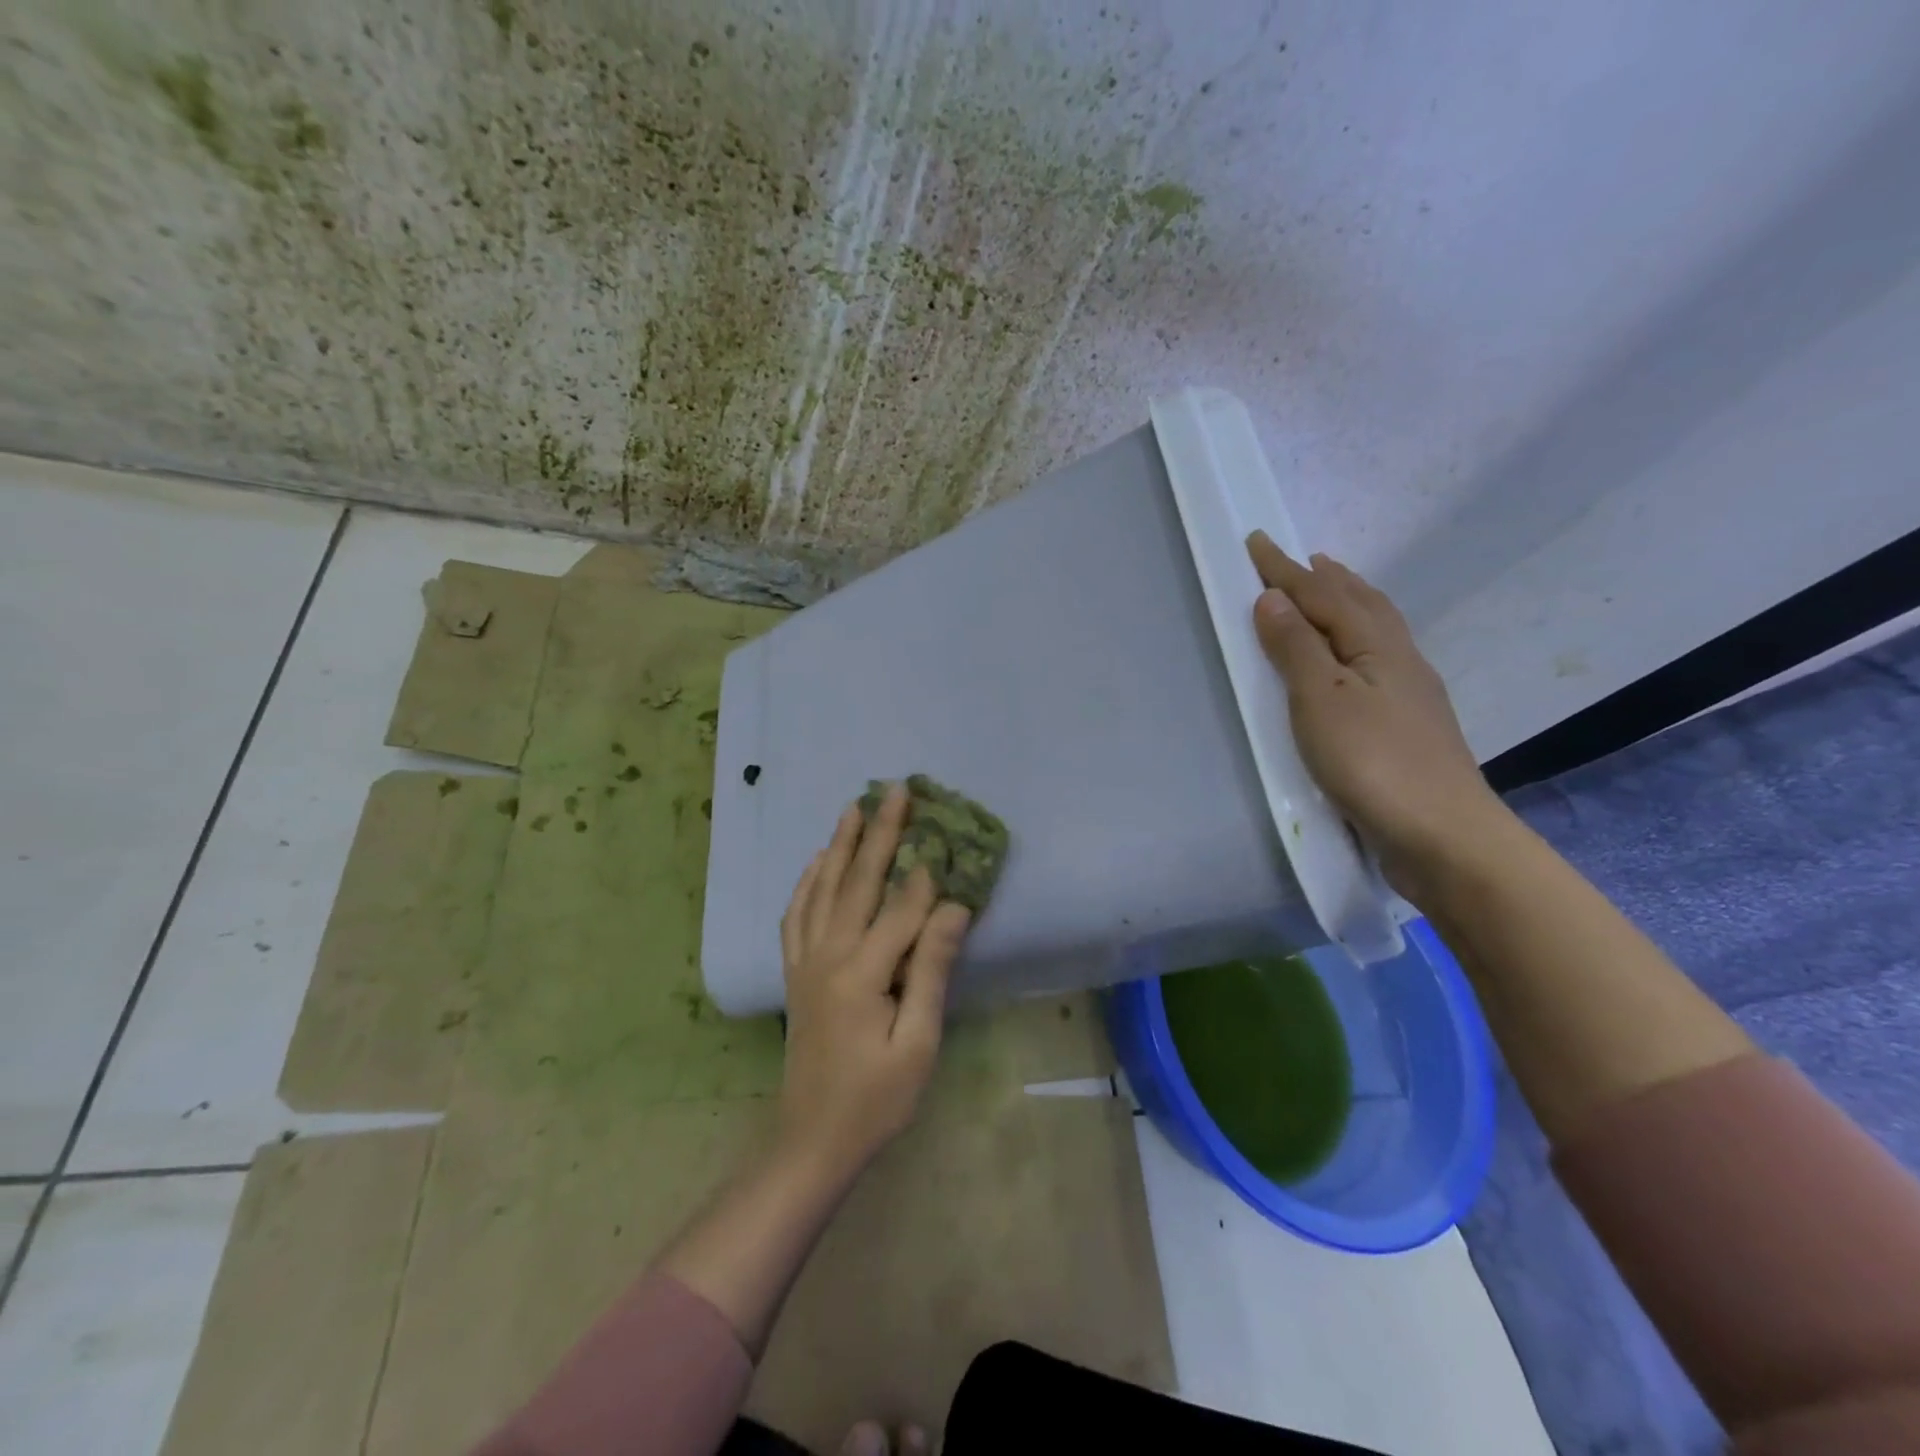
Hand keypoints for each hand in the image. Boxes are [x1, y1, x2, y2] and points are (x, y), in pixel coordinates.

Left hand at [778, 784, 971, 1182]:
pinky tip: (815, 862)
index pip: (901, 909)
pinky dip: (806, 882)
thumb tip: (952, 908)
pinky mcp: (795, 973)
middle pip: (856, 881)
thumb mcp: (918, 1044)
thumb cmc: (875, 1100)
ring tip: (853, 807)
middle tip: (894, 791)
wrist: (812, 1141)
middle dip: (880, 832)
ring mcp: (806, 962)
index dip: (926, 873)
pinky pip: (796, 915)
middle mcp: (828, 956)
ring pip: (822, 889)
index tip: (945, 834)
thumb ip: (932, 971)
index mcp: (861, 974)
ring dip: (840, 844)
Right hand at [1245, 531, 1508, 900]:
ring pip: (1376, 630)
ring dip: (1349, 604)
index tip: (1257, 542)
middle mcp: (1399, 658)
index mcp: (1376, 645)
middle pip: (1360, 604)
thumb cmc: (1373, 762)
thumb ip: (1296, 648)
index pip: (1323, 595)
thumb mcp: (1322, 700)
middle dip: (1327, 579)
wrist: (1442, 835)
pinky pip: (1379, 659)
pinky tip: (1355, 659)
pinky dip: (1359, 641)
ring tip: (1331, 592)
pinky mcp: (1409, 724)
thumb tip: (1272, 598)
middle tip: (1305, 559)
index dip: (1286, 570)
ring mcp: (1410, 692)